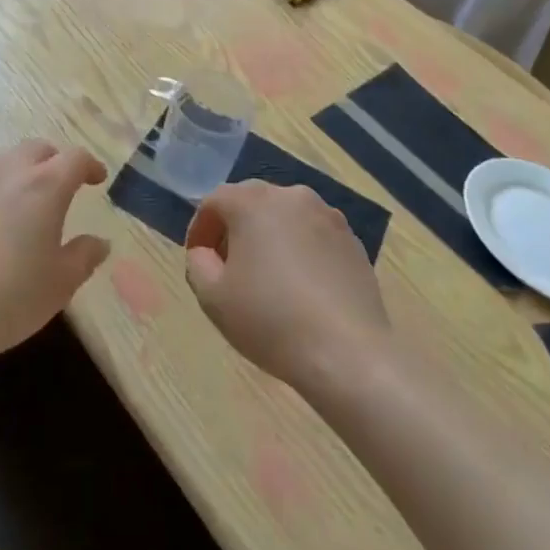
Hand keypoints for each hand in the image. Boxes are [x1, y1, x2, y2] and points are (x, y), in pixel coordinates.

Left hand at [0, 139, 110, 370]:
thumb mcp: (59, 286)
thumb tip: (99, 242)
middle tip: (60, 187)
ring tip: (20, 209)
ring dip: (18, 176)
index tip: (97, 179)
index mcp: (44, 186)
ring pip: (2, 164)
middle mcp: (7, 172)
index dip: (90, 166)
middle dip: (53, 162)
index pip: (75, 159)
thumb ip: (84, 258)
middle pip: (36, 150)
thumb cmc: (7, 299)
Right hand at [183, 182, 389, 392]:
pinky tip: (301, 288)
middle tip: (229, 267)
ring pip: (285, 217)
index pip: (213, 202)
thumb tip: (206, 253)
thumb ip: (197, 263)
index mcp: (252, 201)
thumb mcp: (212, 298)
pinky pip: (313, 236)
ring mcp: (327, 215)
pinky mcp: (352, 240)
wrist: (348, 354)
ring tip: (267, 278)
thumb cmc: (270, 320)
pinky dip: (300, 251)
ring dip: (269, 238)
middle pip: (251, 202)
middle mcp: (290, 195)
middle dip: (235, 230)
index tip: (199, 260)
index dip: (200, 230)